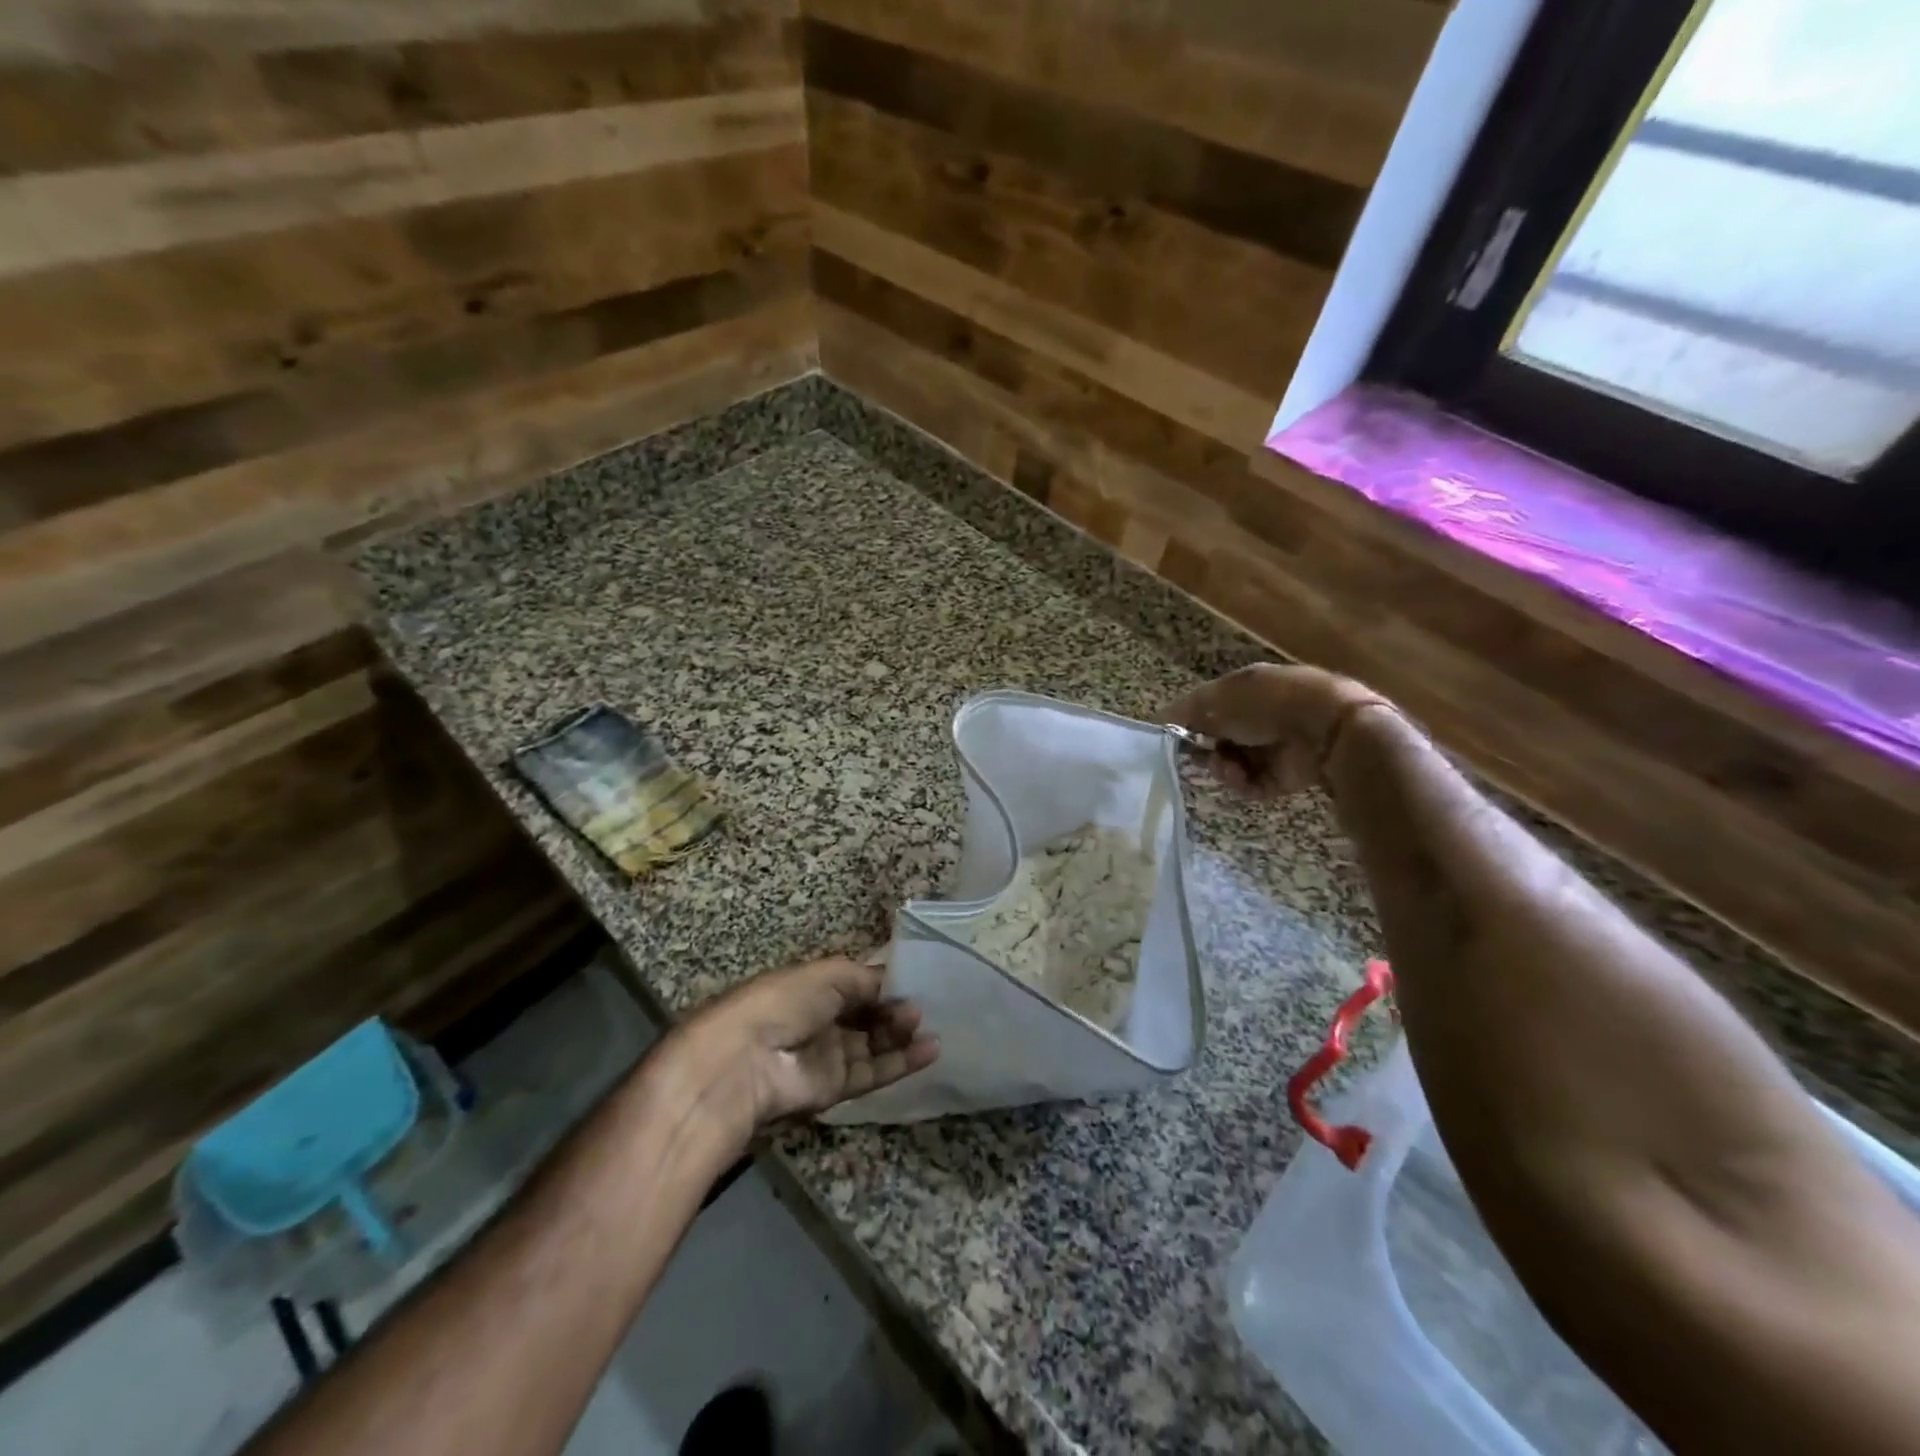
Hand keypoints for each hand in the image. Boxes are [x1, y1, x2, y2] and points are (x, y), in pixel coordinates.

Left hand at [656, 957, 937, 1154]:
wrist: (745, 1062)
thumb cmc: (784, 1002)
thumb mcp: (828, 974)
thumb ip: (867, 979)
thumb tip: (896, 988)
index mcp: (812, 986)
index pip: (857, 983)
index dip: (885, 983)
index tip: (915, 982)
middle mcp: (820, 1019)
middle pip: (867, 1014)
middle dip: (895, 1009)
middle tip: (921, 1008)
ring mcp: (826, 1055)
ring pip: (873, 1045)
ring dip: (902, 1036)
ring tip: (930, 1028)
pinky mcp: (833, 1089)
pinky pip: (873, 1073)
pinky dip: (901, 1063)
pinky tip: (930, 1051)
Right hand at [1168, 664, 1389, 796]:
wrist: (1324, 727)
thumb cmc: (1266, 703)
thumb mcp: (1218, 699)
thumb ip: (1186, 712)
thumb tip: (1159, 721)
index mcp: (1243, 690)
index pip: (1206, 708)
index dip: (1186, 723)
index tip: (1171, 738)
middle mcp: (1256, 717)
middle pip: (1215, 740)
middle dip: (1202, 749)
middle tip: (1198, 756)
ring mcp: (1270, 748)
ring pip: (1229, 764)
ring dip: (1221, 768)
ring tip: (1225, 767)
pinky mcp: (1282, 776)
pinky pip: (1250, 784)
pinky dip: (1241, 783)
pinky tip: (1241, 776)